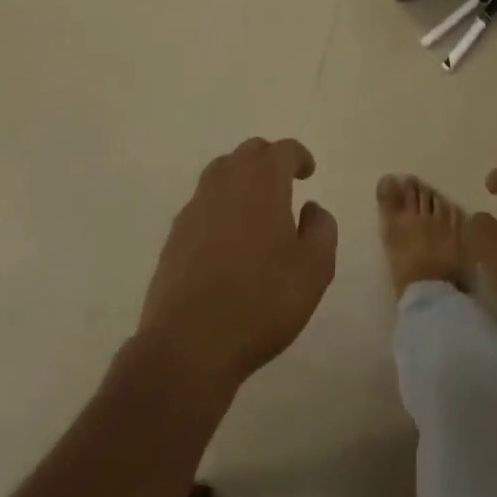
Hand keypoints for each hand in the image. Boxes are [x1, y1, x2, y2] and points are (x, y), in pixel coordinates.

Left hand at [136, 138, 337, 390]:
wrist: (188, 346)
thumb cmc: (261, 301)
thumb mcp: (314, 269)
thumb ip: (322, 229)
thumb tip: (311, 208)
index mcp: (263, 182)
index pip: (283, 150)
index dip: (299, 156)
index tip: (308, 172)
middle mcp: (227, 183)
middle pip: (249, 152)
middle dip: (269, 160)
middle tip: (283, 184)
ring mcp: (195, 208)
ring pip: (220, 173)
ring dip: (240, 179)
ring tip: (254, 206)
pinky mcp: (174, 236)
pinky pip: (202, 204)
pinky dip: (219, 207)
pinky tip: (226, 238)